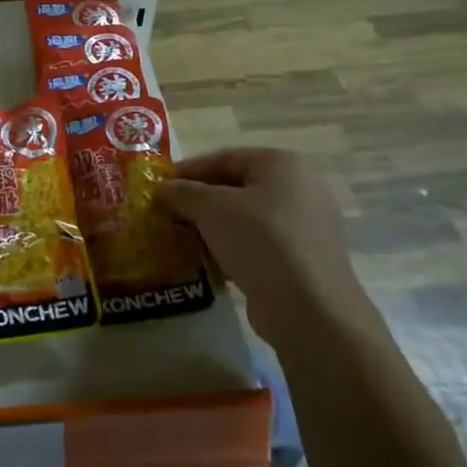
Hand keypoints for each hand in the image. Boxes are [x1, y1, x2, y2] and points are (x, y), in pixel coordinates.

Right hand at [157, 147, 375, 345]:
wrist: (308, 307)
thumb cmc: (260, 240)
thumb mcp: (211, 208)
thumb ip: (182, 192)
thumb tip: (162, 189)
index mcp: (282, 164)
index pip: (224, 158)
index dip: (187, 170)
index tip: (159, 186)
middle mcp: (299, 189)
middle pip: (235, 187)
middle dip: (198, 201)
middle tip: (166, 213)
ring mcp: (304, 226)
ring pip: (245, 218)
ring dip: (211, 227)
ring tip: (180, 239)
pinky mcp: (302, 259)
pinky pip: (257, 245)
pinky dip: (230, 249)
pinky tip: (207, 262)